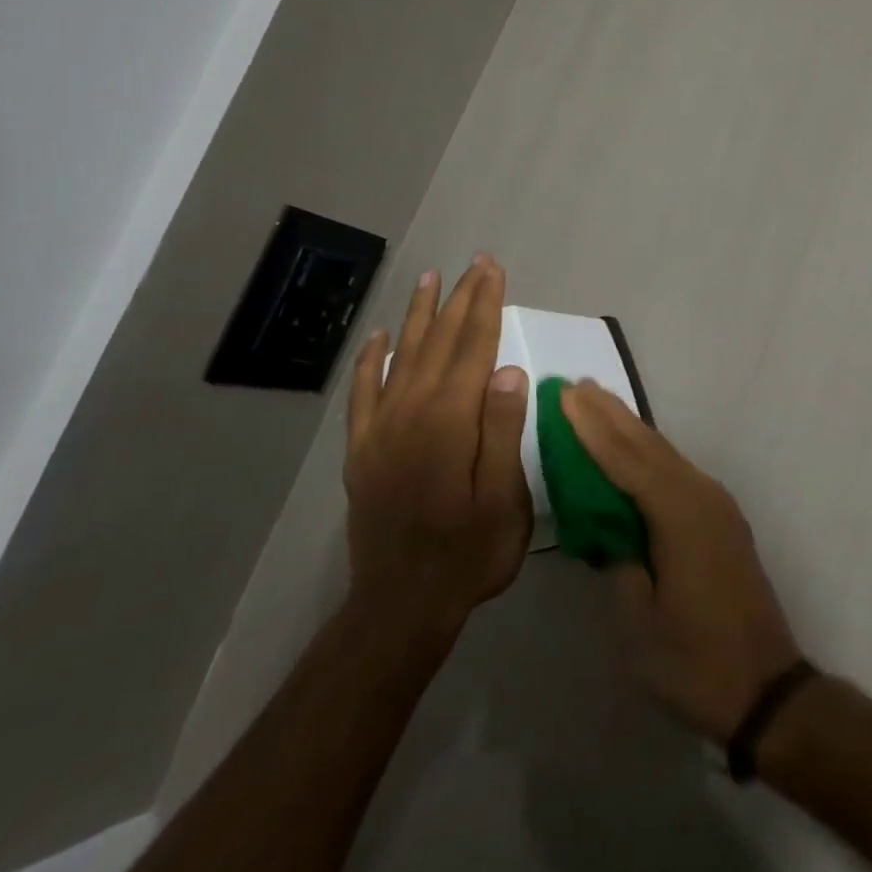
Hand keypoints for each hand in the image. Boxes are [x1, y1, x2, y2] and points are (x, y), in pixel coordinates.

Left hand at [343, 256, 531, 637]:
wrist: (400, 608)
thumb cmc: (467, 554)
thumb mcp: (502, 500)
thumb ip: (501, 431)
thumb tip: (509, 368)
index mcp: (449, 422)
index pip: (473, 348)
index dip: (486, 306)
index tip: (494, 271)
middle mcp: (410, 414)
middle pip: (439, 343)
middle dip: (461, 299)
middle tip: (476, 263)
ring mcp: (381, 431)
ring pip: (402, 357)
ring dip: (420, 316)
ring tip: (431, 280)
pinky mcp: (363, 451)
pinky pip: (364, 393)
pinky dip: (372, 360)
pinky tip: (381, 337)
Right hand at [560, 382, 803, 742]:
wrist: (767, 689)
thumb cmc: (696, 662)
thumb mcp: (640, 624)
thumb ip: (622, 567)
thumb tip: (615, 534)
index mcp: (680, 515)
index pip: (627, 460)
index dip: (593, 428)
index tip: (566, 396)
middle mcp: (702, 497)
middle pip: (650, 446)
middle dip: (612, 415)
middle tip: (578, 386)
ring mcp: (717, 507)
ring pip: (666, 456)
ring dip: (631, 430)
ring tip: (599, 406)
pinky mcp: (722, 522)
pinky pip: (677, 474)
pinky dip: (649, 456)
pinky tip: (634, 453)